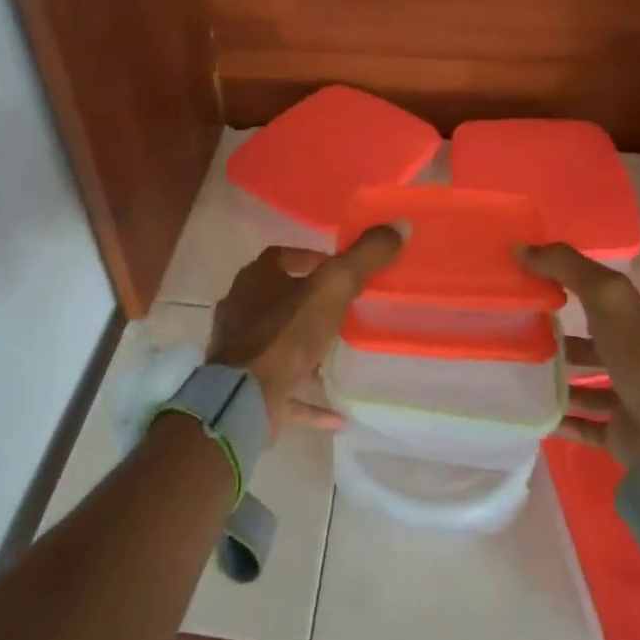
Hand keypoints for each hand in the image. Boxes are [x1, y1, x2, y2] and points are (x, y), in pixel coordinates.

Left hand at [207, 226, 404, 437]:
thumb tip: (399, 225)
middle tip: (346, 310)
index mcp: (254, 280)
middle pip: (277, 299)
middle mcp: (241, 311)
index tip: (339, 269)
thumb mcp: (331, 289)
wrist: (242, 400)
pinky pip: (284, 390)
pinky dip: (309, 398)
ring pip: (278, 343)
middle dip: (309, 304)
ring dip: (306, 349)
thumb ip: (364, 258)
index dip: (309, 259)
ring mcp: (240, 351)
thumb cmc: (284, 336)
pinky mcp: (246, 388)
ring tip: (342, 354)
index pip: (280, 257)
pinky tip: (339, 413)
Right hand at [519, 243, 639, 467]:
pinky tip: (525, 413)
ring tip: (507, 374)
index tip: (514, 285)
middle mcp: (624, 356)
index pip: (587, 297)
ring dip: (550, 380)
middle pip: (581, 344)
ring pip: (579, 385)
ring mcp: (621, 397)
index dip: (555, 287)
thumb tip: (518, 247)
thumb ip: (566, 267)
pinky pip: (579, 425)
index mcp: (625, 321)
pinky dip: (556, 420)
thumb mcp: (605, 295)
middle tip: (503, 335)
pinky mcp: (615, 434)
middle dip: (548, 339)